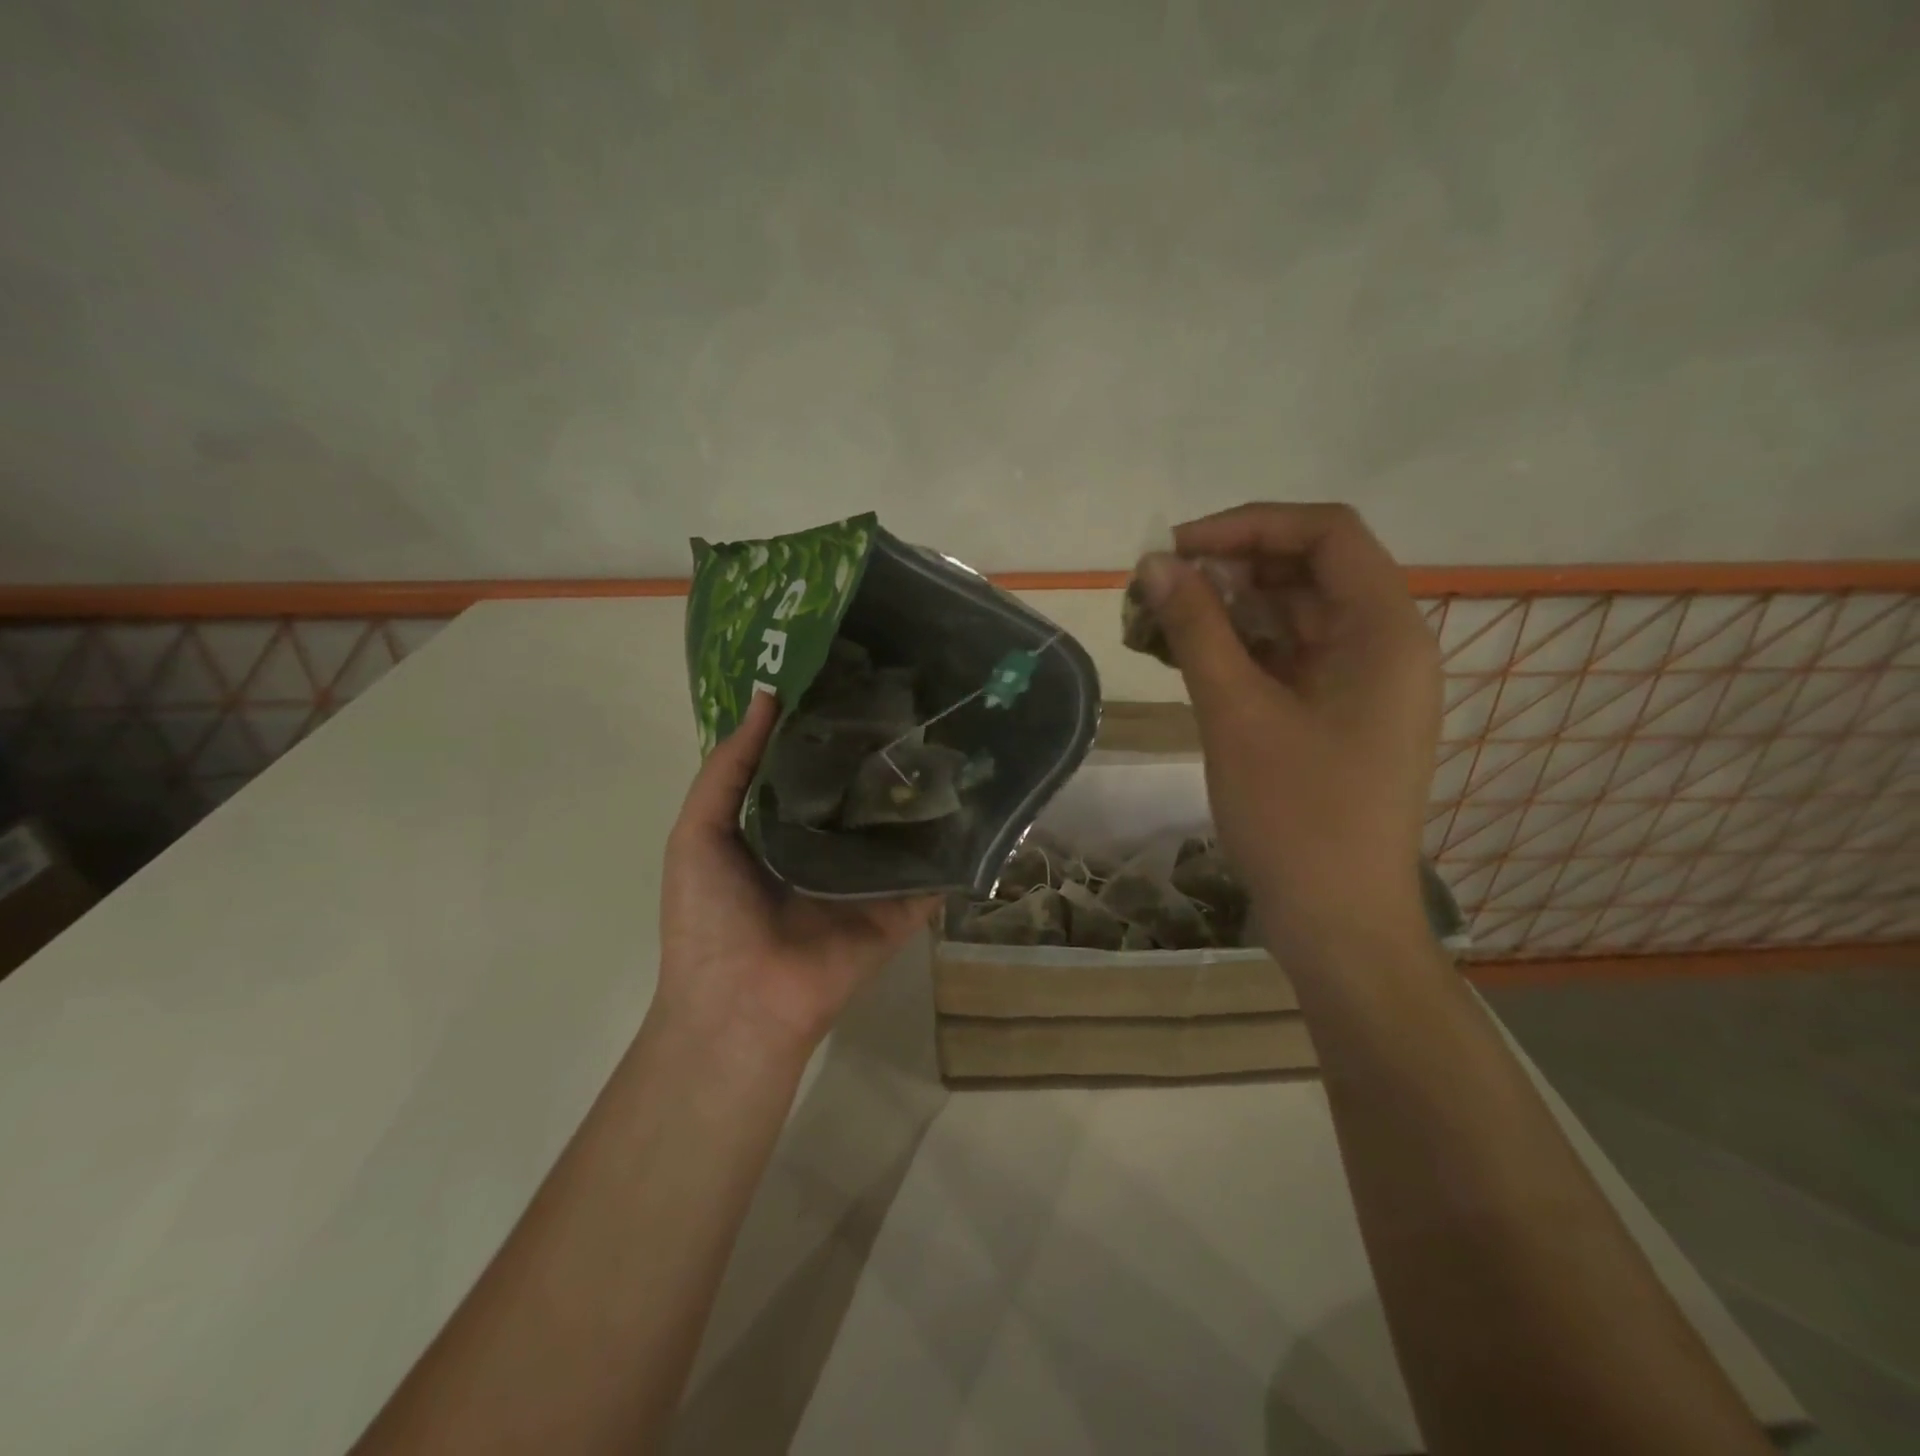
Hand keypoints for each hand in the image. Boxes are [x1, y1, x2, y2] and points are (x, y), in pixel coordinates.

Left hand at [656, 692, 936, 1059]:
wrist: (740, 1002)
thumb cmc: (709, 915)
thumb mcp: (698, 832)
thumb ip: (729, 767)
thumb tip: (767, 696)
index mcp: (784, 828)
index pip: (816, 767)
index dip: (831, 727)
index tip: (859, 678)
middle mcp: (832, 847)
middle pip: (863, 792)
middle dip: (883, 752)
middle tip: (917, 699)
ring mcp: (872, 878)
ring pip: (903, 826)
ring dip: (923, 790)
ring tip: (954, 734)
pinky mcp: (903, 907)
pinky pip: (934, 871)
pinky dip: (956, 843)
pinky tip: (981, 798)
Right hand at [1137, 503, 1440, 952]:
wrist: (1337, 921)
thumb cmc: (1296, 815)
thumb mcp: (1236, 712)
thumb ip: (1196, 629)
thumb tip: (1154, 565)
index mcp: (1385, 631)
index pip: (1326, 534)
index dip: (1249, 525)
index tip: (1178, 548)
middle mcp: (1383, 646)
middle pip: (1305, 573)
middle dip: (1227, 571)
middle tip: (1154, 589)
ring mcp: (1359, 686)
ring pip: (1289, 619)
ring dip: (1224, 613)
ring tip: (1154, 624)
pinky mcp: (1334, 718)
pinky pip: (1285, 662)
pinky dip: (1236, 652)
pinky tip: (1181, 659)